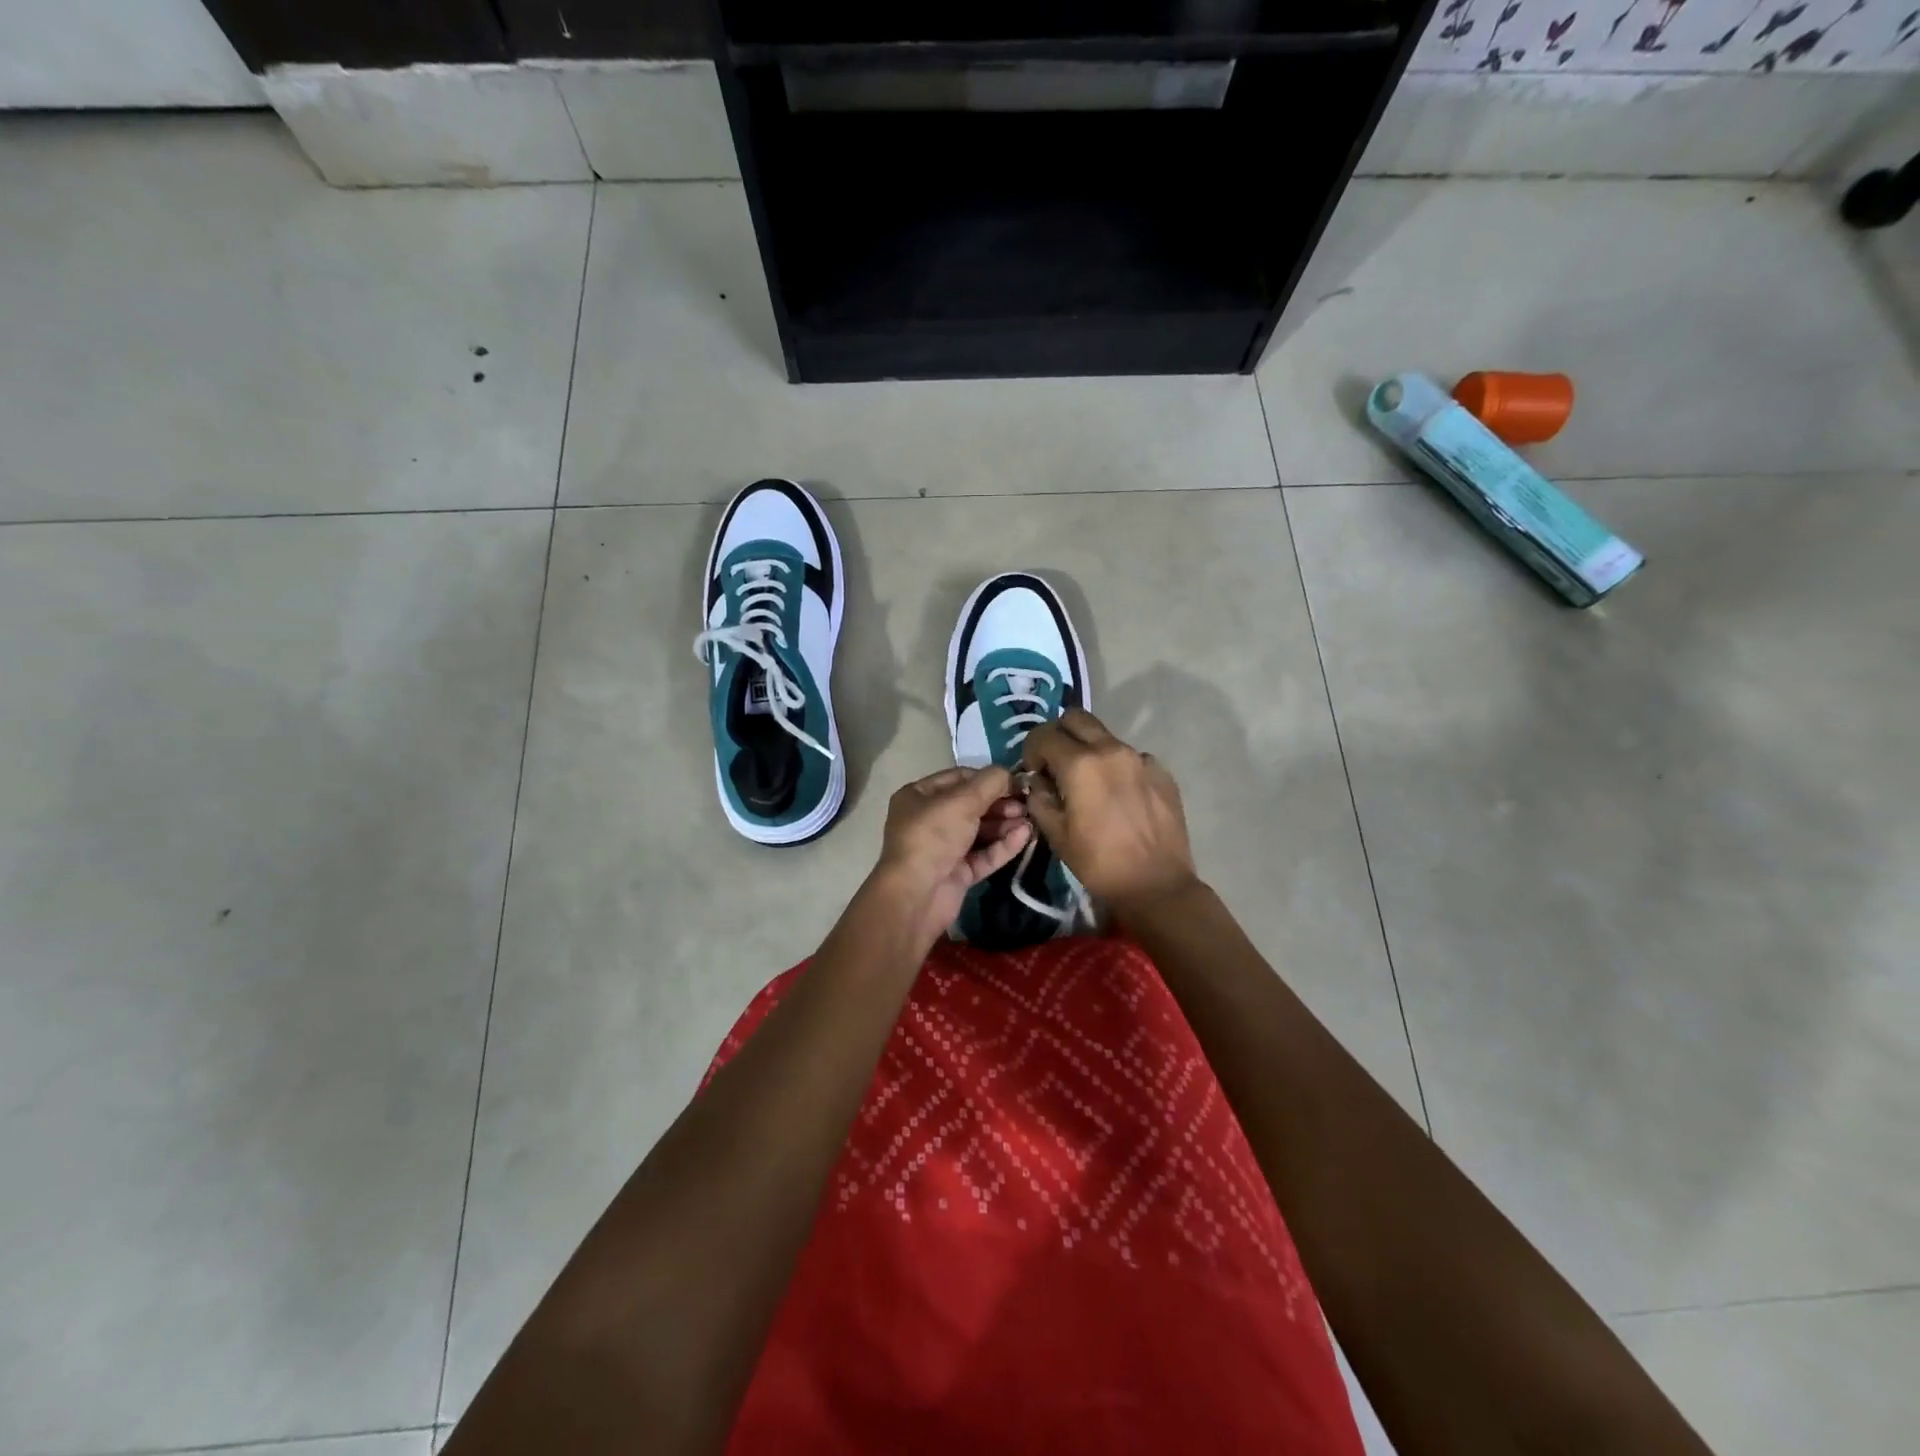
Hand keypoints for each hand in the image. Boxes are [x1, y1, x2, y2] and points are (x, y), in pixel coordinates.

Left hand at [870, 766, 1032, 947]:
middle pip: (971, 805)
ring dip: (1005, 824)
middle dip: (1000, 803)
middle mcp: (929, 820)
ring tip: (1030, 820)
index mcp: (919, 796)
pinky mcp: (957, 873)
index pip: (959, 778)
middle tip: (1026, 804)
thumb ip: (990, 782)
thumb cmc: (933, 836)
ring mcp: (943, 848)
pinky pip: (983, 854)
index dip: (987, 778)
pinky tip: (1025, 836)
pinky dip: (1003, 845)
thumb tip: (1010, 774)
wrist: (916, 895)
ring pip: (980, 831)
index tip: (1015, 781)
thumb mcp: (962, 800)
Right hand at [1020, 709, 1198, 913]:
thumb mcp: (1055, 834)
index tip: (1034, 772)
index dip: (1031, 750)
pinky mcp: (1162, 771)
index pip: (1043, 734)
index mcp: (1080, 764)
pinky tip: (1119, 797)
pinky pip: (1130, 757)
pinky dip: (1117, 767)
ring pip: (1105, 736)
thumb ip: (1039, 797)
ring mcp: (1140, 758)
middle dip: (1059, 735)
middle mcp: (1111, 749)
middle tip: (1057, 765)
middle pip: (1076, 718)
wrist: (1156, 885)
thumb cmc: (1099, 863)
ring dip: (1089, 750)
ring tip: (1089, 784)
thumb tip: (1038, 781)